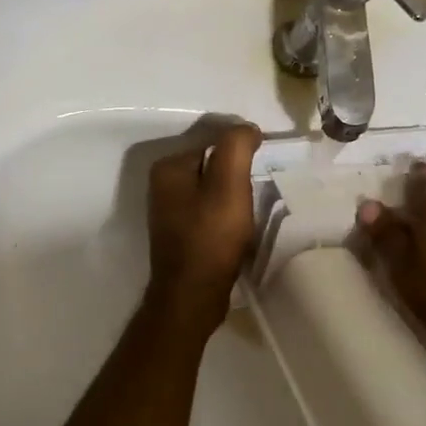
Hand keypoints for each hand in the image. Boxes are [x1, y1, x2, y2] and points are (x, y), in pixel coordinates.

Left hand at [144, 124, 261, 326]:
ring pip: (213, 188)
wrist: (192, 297)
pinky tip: (238, 229)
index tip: (262, 169)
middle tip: (256, 193)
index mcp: (169, 167)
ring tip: (249, 212)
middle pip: (213, 165)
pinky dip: (226, 215)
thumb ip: (236, 147)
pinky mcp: (180, 232)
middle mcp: (163, 184)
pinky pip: (209, 210)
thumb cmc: (211, 237)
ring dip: (233, 196)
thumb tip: (247, 128)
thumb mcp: (229, 185)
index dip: (242, 152)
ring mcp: (169, 210)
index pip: (214, 141)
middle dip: (237, 175)